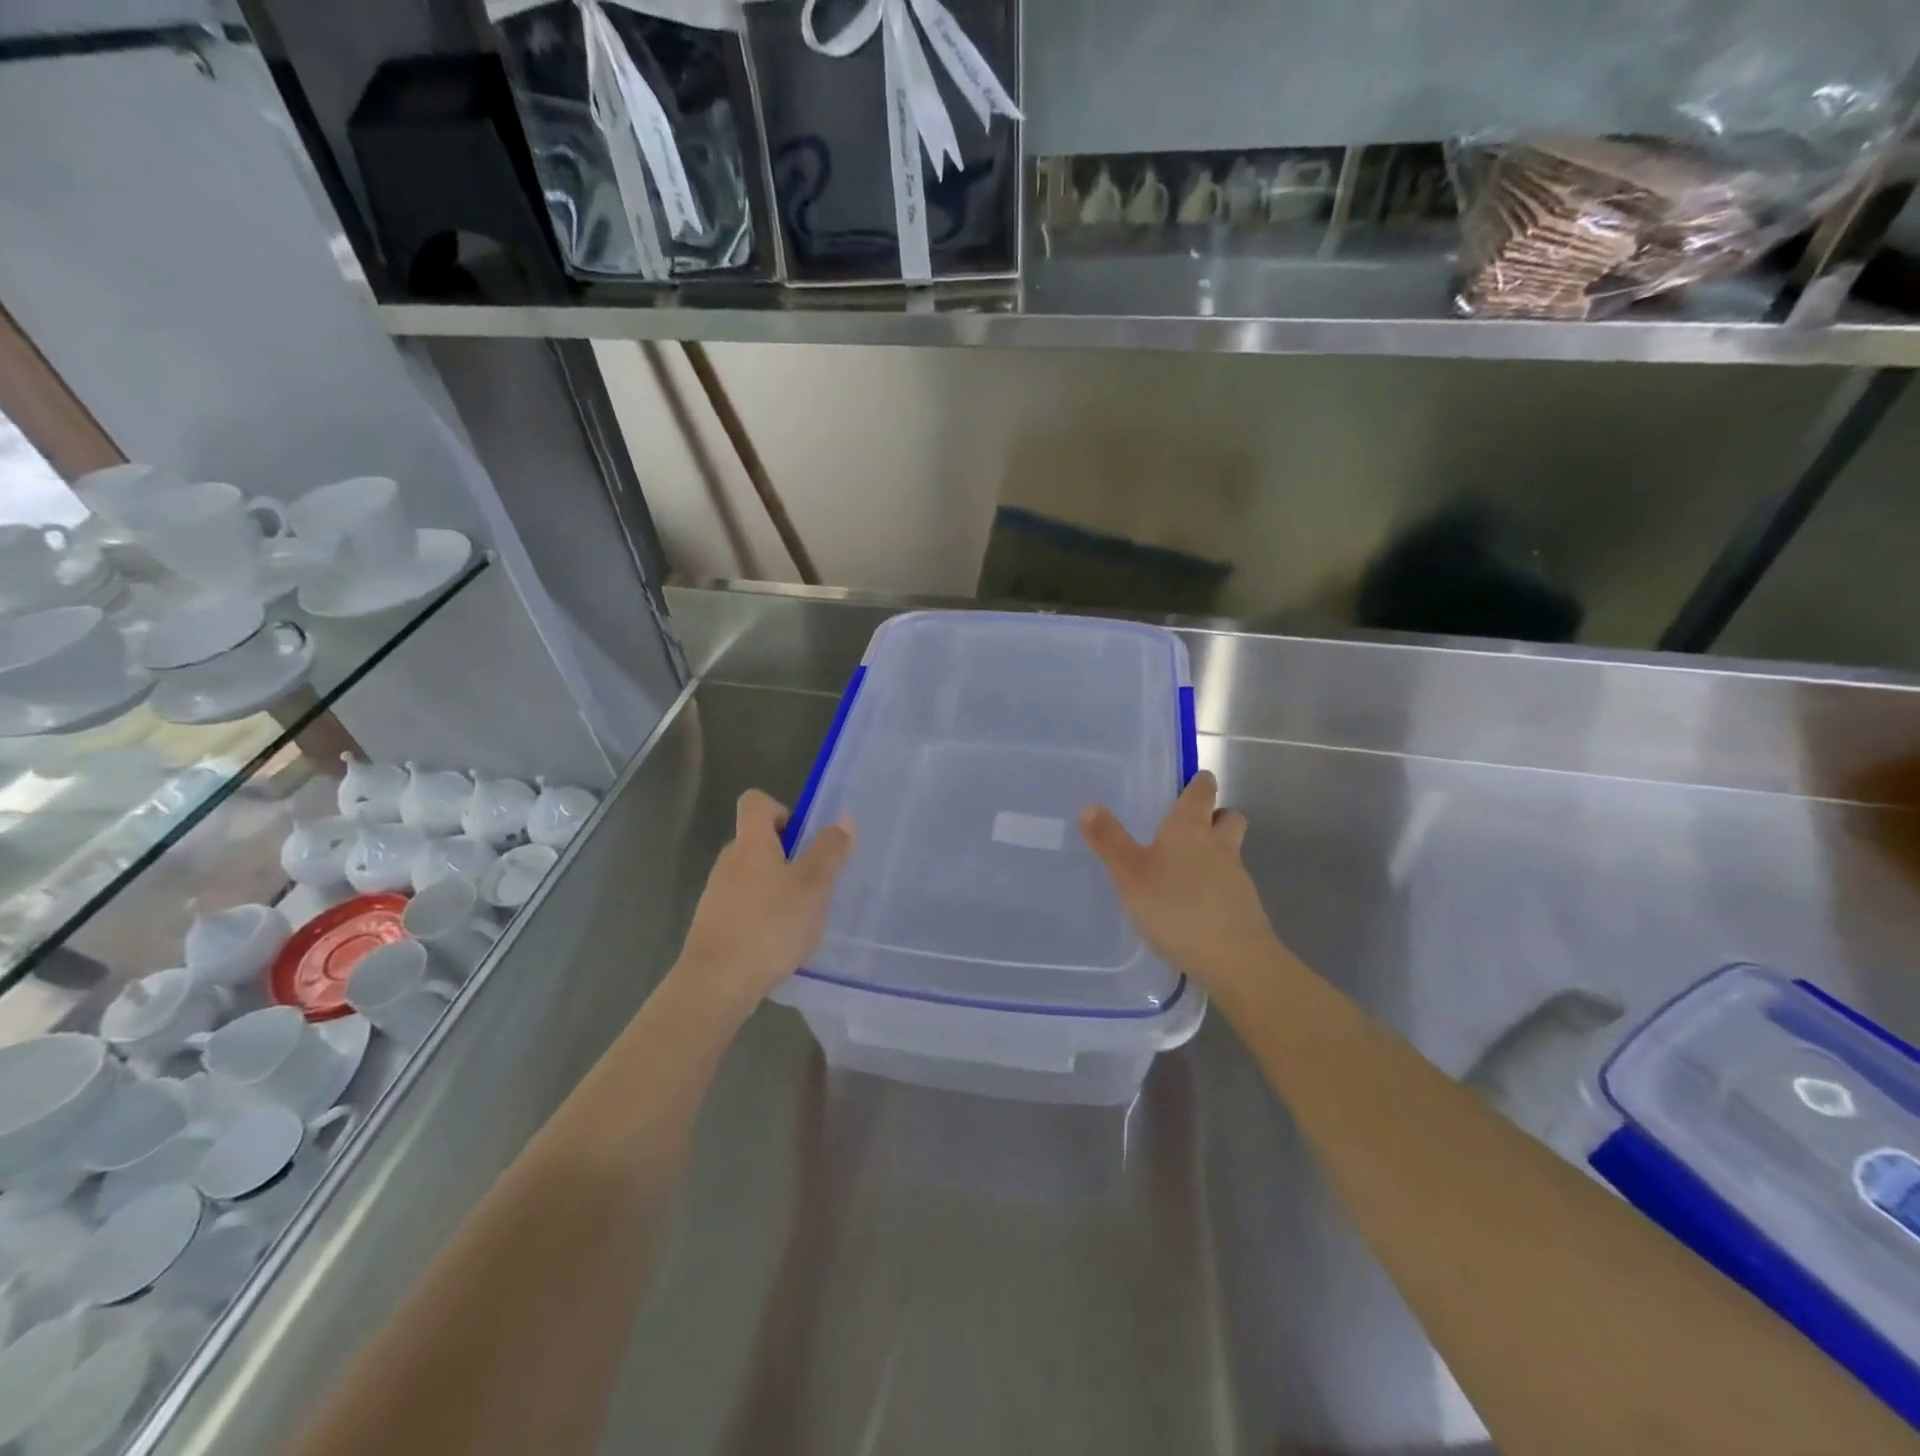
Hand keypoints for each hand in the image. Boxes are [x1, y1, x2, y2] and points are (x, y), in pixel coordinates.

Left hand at [674, 790, 853, 1018]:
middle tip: (813, 883)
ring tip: (800, 919)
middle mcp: (728, 862)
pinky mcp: (712, 927)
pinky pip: (742, 908)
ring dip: (775, 889)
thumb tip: (844, 818)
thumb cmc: (770, 926)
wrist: (715, 985)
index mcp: (751, 844)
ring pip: (750, 877)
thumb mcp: (813, 886)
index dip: (781, 810)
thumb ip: (830, 851)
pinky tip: (778, 944)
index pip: (755, 802)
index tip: (802, 838)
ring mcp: (715, 896)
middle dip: (786, 856)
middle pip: (755, 841)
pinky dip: (761, 917)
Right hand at [1081, 771, 1276, 989]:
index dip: (1198, 783)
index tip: (1190, 783)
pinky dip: (1217, 887)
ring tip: (1186, 870)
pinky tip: (1195, 906)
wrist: (1234, 958)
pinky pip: (1231, 885)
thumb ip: (1109, 841)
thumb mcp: (1130, 874)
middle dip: (1215, 816)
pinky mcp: (1245, 908)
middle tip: (1192, 826)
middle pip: (1228, 817)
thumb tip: (1090, 806)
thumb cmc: (1176, 907)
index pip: (1202, 791)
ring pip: (1231, 851)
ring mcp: (1237, 877)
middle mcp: (1219, 845)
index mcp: (1190, 828)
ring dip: (1216, 853)